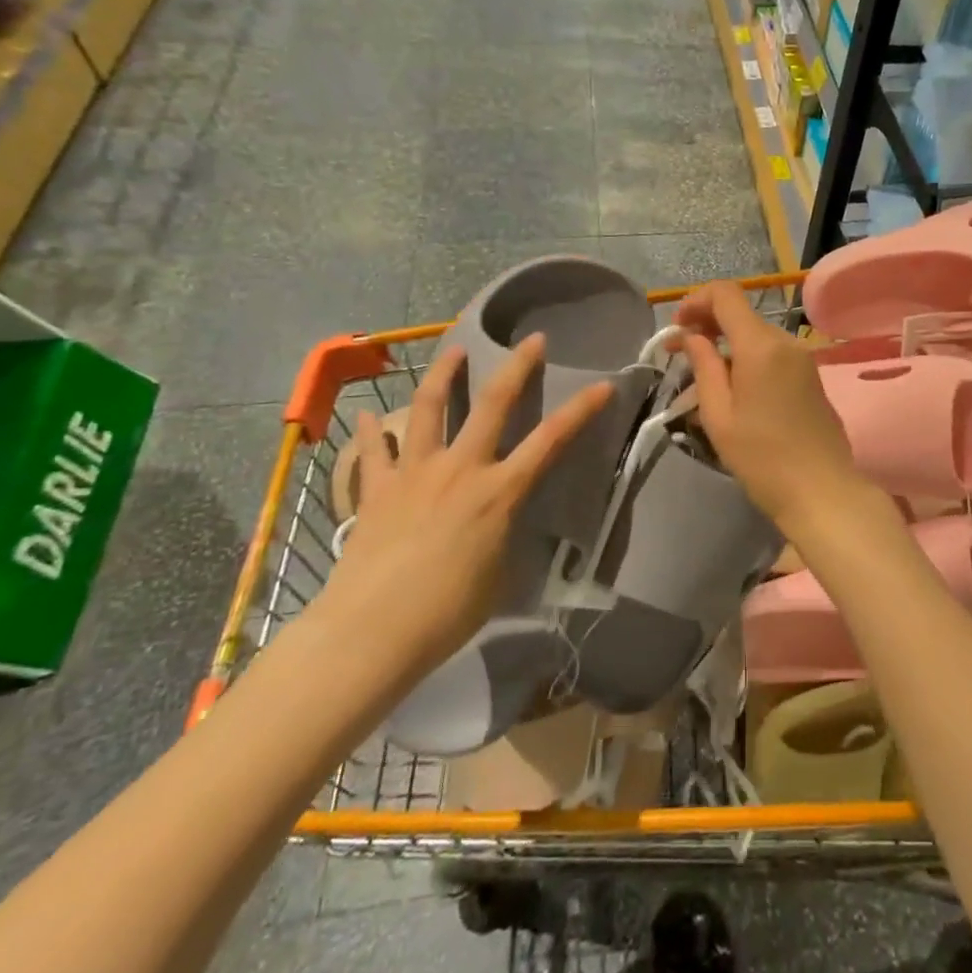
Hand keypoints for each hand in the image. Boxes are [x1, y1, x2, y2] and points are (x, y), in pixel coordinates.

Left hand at [319, 337, 611, 690]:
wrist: (372, 632)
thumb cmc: (448, 613)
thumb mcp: (498, 574)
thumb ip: (502, 535)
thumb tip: (498, 522)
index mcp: (499, 491)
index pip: (552, 439)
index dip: (582, 409)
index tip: (603, 385)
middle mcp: (460, 468)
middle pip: (494, 403)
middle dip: (517, 366)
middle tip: (532, 340)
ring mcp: (414, 473)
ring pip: (428, 408)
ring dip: (443, 374)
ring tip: (453, 351)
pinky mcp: (376, 489)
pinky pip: (373, 451)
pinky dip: (371, 430)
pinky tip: (367, 414)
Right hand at [670, 282, 874, 539]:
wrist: (822, 491)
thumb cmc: (762, 458)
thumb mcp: (719, 415)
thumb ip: (704, 366)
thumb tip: (693, 337)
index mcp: (761, 345)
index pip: (726, 294)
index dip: (696, 301)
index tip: (676, 328)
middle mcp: (786, 341)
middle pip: (741, 314)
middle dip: (708, 325)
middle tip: (680, 354)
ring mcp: (803, 358)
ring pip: (757, 335)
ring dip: (727, 344)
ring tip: (703, 377)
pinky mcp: (811, 376)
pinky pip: (773, 354)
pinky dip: (748, 358)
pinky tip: (734, 387)